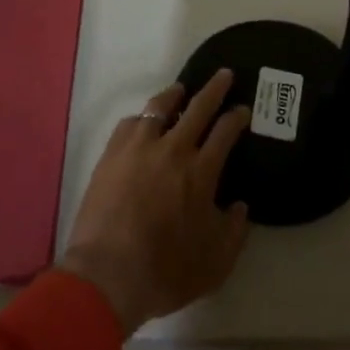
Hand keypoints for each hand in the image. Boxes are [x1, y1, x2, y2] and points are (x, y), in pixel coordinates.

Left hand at [58, 72, 251, 334]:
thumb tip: (239, 207)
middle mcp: (173, 150)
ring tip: (180, 89)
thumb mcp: (215, 264)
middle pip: (198, 107)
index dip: (237, 116)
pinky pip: (130, 124)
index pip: (225, 131)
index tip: (243, 109)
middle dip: (215, 88)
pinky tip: (143, 122)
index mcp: (201, 172)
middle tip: (224, 74)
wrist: (106, 276)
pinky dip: (142, 118)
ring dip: (174, 94)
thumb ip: (234, 232)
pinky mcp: (111, 155)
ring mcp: (138, 148)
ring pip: (160, 107)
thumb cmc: (165, 272)